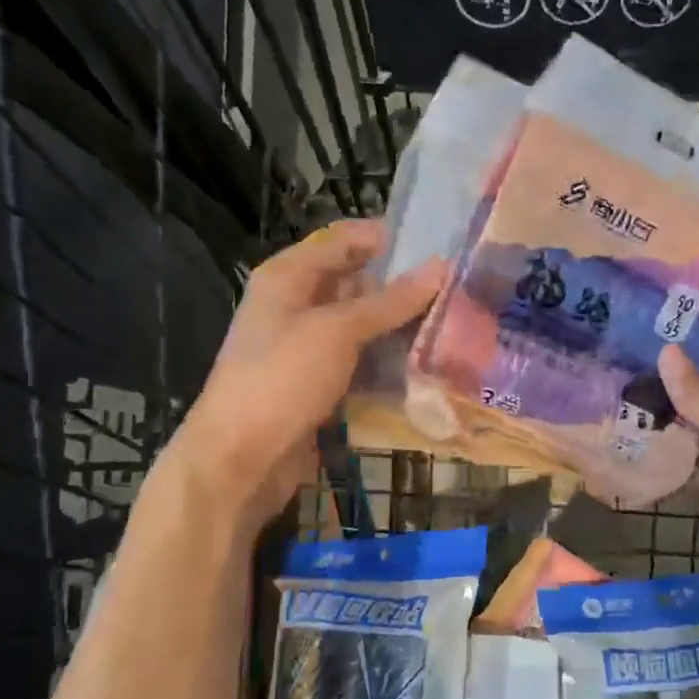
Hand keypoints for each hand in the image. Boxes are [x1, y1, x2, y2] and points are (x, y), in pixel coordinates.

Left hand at [163, 221, 443, 534]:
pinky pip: (359, 361)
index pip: (344, 240)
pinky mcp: (318, 382)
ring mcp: (307, 346)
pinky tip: (425, 364)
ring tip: (453, 324)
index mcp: (289, 276)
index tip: (441, 245)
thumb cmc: (282, 380)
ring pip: (362, 325)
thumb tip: (440, 267)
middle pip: (356, 283)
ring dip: (399, 327)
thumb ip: (390, 301)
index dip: (388, 239)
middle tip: (457, 290)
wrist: (241, 459)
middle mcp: (296, 304)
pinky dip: (387, 360)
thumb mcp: (337, 331)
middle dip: (401, 286)